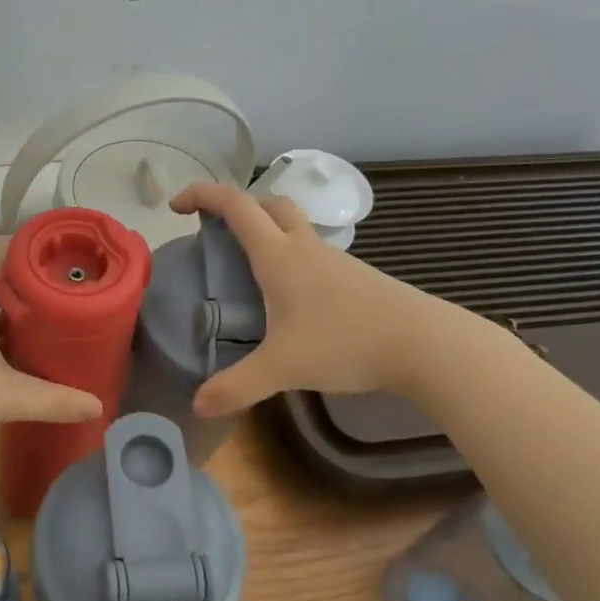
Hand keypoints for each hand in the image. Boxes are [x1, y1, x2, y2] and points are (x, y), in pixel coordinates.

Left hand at [0, 237, 103, 452]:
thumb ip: (53, 400)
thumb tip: (98, 405)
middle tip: (68, 296)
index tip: (68, 257)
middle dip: (30, 284)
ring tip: (47, 325)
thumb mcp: (3, 397)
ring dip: (10, 312)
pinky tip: (10, 357)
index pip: (2, 248)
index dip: (34, 246)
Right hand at [169, 182, 478, 415]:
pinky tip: (290, 297)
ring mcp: (334, 259)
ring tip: (247, 269)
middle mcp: (304, 247)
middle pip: (268, 203)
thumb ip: (237, 386)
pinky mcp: (354, 276)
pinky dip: (290, 256)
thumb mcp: (283, 368)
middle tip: (215, 232)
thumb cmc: (346, 343)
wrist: (424, 344)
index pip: (235, 205)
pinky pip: (312, 251)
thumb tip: (197, 405)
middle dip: (236, 207)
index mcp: (279, 255)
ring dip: (266, 230)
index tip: (175, 206)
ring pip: (293, 226)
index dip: (202, 195)